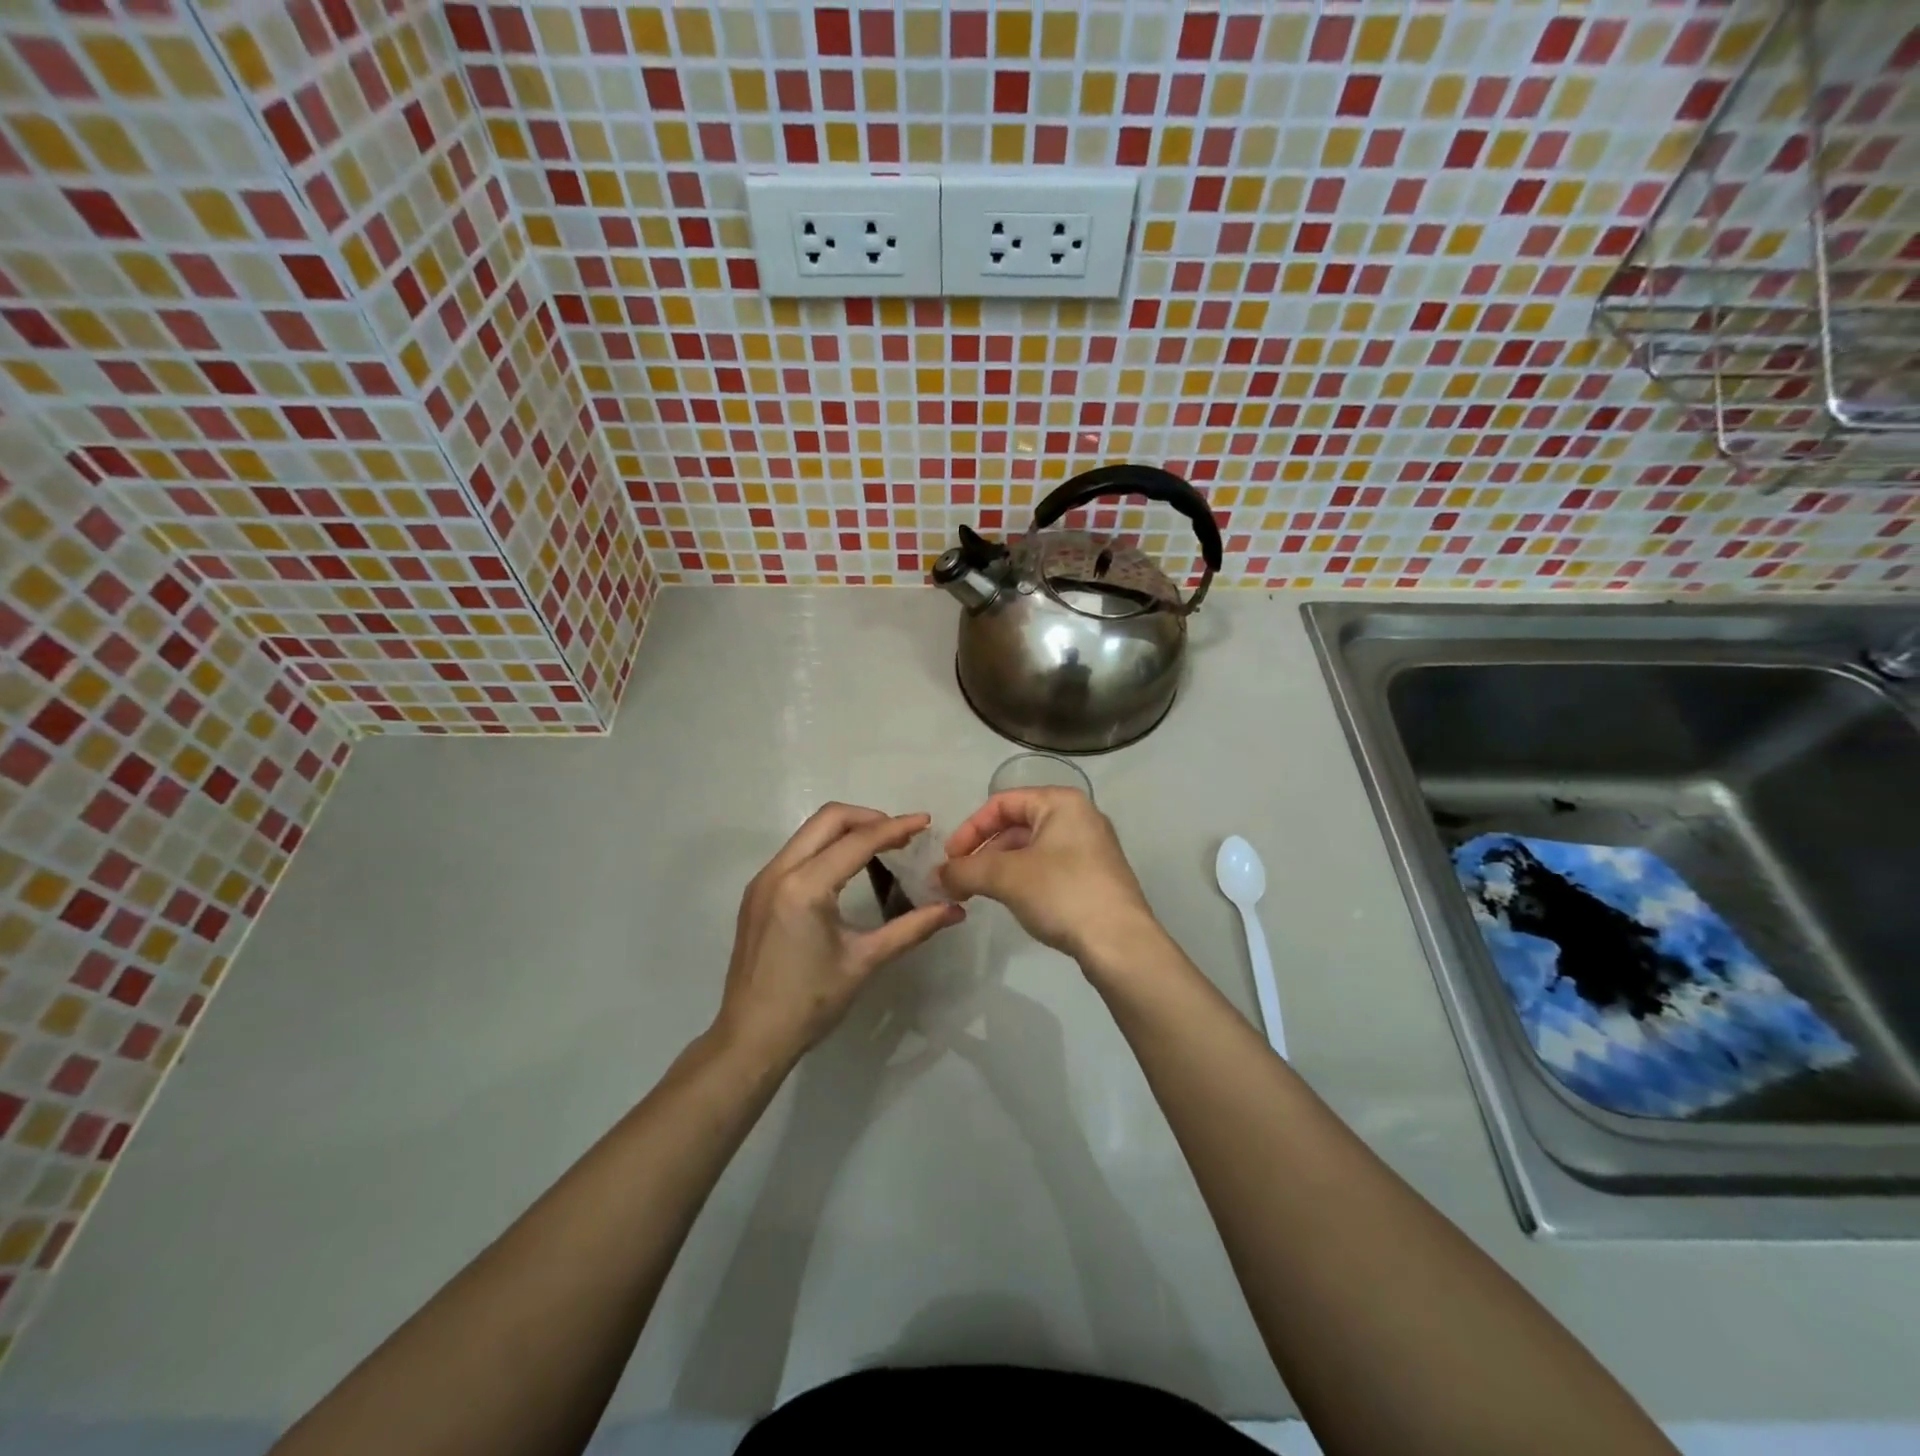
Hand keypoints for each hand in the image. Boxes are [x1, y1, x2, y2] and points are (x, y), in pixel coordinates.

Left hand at [714, 804, 962, 1065]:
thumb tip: (955, 911)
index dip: (895, 828)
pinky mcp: (757, 891)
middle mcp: (779, 871)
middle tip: (902, 834)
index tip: (925, 822)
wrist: (750, 1037)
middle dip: (869, 818)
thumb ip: (912, 928)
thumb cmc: (810, 1002)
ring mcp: (763, 879)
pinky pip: (797, 851)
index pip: (858, 841)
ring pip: (810, 831)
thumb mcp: (865, 961)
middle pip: (828, 819)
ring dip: (847, 830)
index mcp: (805, 887)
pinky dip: (826, 847)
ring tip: (881, 847)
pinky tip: (848, 868)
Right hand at [939, 789, 1158, 968]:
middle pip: (1016, 825)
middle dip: (983, 851)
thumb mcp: (1005, 877)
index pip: (1002, 803)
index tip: (950, 860)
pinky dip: (1022, 879)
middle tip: (960, 880)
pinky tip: (1012, 902)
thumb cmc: (1062, 893)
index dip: (970, 828)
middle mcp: (1079, 817)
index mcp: (1061, 802)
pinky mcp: (1095, 877)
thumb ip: (965, 870)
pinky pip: (1048, 867)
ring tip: (979, 893)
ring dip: (999, 867)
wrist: (1120, 943)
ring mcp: (1091, 848)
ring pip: (1031, 849)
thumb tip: (938, 876)